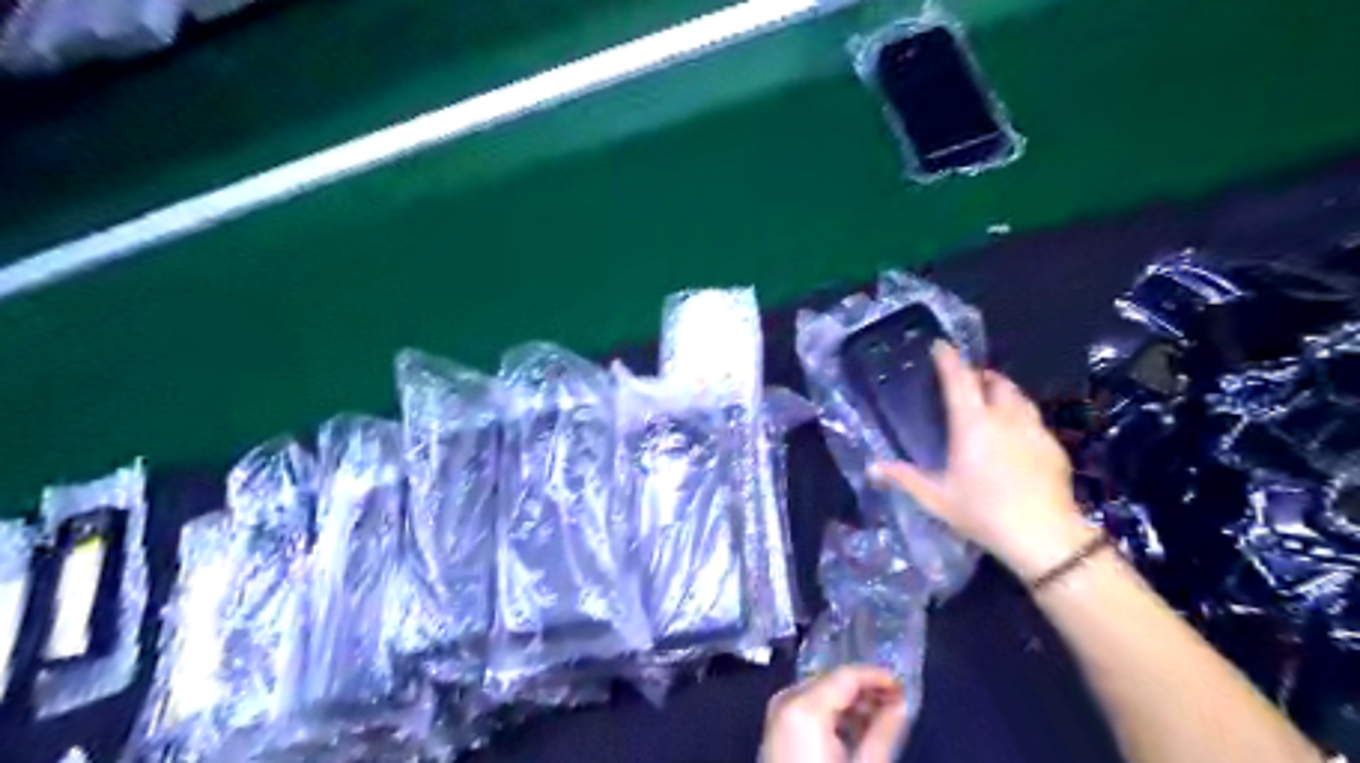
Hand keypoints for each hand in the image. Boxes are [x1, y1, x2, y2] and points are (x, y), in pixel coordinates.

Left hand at [761, 665, 906, 759]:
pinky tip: (856, 731)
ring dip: (851, 704)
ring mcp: (777, 714)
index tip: (905, 687)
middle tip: (897, 704)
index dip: (878, 677)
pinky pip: (809, 709)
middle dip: (865, 692)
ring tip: (882, 720)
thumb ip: (884, 730)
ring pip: (821, 694)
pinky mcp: (777, 730)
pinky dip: (833, 715)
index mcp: (804, 706)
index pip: (846, 675)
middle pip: (832, 682)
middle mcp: (786, 700)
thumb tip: (902, 702)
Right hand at [871, 339, 1092, 579]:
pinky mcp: (1053, 445)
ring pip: (1018, 396)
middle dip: (979, 374)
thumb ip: (905, 478)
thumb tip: (872, 467)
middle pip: (993, 382)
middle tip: (966, 379)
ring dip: (1002, 391)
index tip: (940, 345)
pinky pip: (1033, 418)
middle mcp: (1003, 418)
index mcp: (972, 425)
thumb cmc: (983, 513)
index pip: (959, 381)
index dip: (949, 360)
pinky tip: (1016, 434)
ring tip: (991, 399)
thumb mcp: (937, 499)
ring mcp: (1033, 430)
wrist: (1045, 536)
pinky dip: (1020, 415)